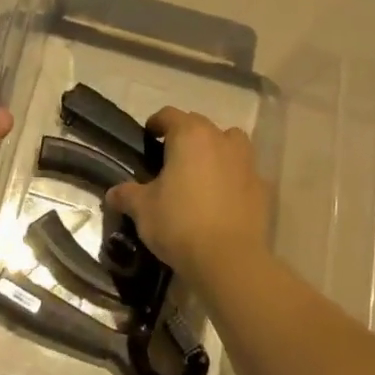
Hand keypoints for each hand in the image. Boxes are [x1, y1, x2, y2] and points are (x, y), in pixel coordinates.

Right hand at [106, 108, 271, 281]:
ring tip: (202, 171)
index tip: (148, 136)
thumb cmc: (179, 223)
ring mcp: (246, 163)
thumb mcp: (143, 209)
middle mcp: (221, 140)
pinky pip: (245, 172)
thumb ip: (127, 195)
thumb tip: (113, 193)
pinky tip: (223, 198)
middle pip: (200, 125)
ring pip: (231, 142)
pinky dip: (234, 177)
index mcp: (190, 136)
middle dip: (185, 136)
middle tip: (170, 158)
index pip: (170, 115)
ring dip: (217, 149)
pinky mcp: (262, 188)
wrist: (229, 259)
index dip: (156, 123)